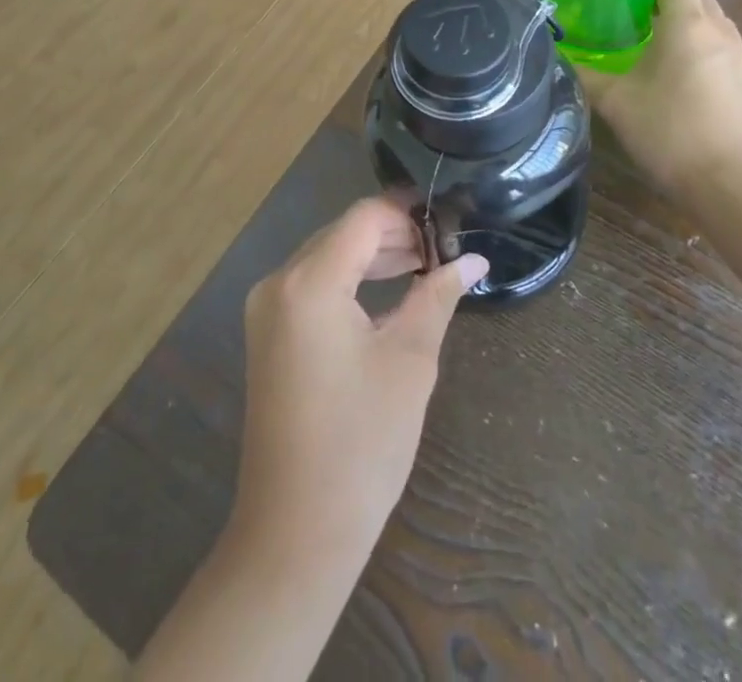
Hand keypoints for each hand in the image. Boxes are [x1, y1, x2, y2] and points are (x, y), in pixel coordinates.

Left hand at [232, 196, 486, 561]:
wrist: (296, 533)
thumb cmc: (361, 443)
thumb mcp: (410, 361)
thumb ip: (437, 295)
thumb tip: (474, 258)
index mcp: (309, 282)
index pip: (363, 218)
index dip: (405, 209)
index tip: (447, 211)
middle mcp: (278, 283)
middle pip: (342, 234)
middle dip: (393, 233)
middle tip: (443, 244)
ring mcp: (266, 310)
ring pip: (326, 258)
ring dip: (372, 256)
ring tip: (425, 264)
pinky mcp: (267, 334)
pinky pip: (312, 286)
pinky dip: (349, 281)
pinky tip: (387, 291)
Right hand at [574, 0, 741, 197]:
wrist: (731, 184)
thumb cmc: (670, 131)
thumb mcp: (615, 102)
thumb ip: (585, 75)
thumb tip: (559, 58)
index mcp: (688, 22)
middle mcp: (718, 29)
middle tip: (627, 15)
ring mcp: (736, 55)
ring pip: (708, 19)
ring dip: (681, 21)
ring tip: (646, 41)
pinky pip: (716, 43)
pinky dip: (695, 43)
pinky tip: (670, 71)